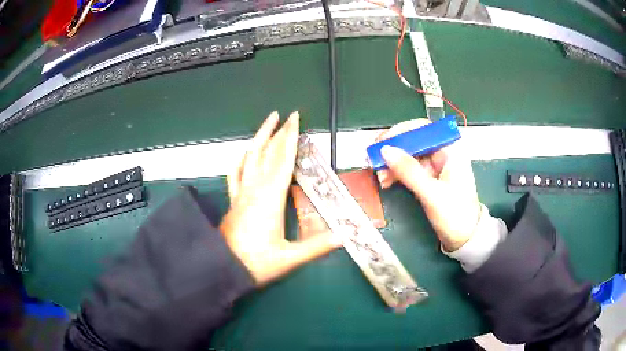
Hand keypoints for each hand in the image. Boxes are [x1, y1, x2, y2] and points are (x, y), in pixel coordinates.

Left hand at [220, 111, 341, 285]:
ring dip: (259, 138)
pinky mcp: (233, 200)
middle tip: (288, 115)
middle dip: (278, 132)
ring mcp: (241, 193)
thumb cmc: (255, 263)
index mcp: (270, 198)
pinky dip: (240, 159)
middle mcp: (254, 190)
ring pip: (249, 158)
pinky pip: (235, 173)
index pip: (283, 160)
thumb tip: (345, 235)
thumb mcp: (289, 258)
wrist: (222, 268)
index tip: (295, 119)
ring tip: (268, 123)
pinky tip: (244, 153)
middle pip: (267, 153)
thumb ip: (318, 246)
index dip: (290, 138)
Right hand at [376, 119, 480, 251]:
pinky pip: (408, 169)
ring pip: (408, 155)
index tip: (382, 141)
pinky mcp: (428, 178)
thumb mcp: (432, 193)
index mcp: (450, 149)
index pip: (423, 128)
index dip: (400, 131)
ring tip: (379, 176)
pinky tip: (386, 181)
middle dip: (392, 150)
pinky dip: (395, 174)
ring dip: (391, 164)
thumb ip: (409, 171)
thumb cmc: (455, 214)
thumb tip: (385, 150)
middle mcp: (442, 153)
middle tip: (374, 159)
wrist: (464, 238)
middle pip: (412, 141)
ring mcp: (434, 166)